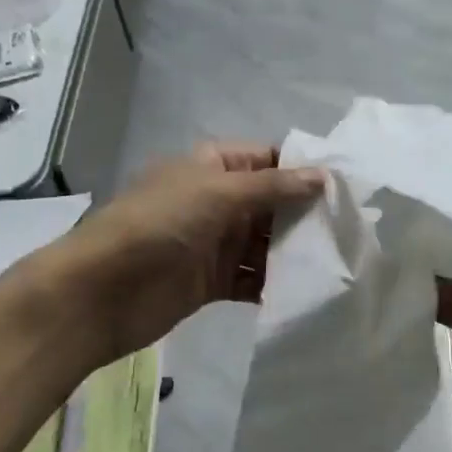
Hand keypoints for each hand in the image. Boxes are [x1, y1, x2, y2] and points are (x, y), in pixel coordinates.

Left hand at [42, 143, 323, 364]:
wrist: (100, 292)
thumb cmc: (159, 225)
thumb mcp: (217, 193)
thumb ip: (272, 186)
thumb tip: (323, 175)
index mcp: (212, 166)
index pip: (268, 159)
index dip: (303, 169)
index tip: (346, 186)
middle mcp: (216, 200)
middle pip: (272, 202)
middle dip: (306, 214)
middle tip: (351, 228)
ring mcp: (214, 241)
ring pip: (265, 242)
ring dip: (295, 251)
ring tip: (336, 261)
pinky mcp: (212, 281)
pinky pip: (253, 277)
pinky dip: (275, 283)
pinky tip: (306, 291)